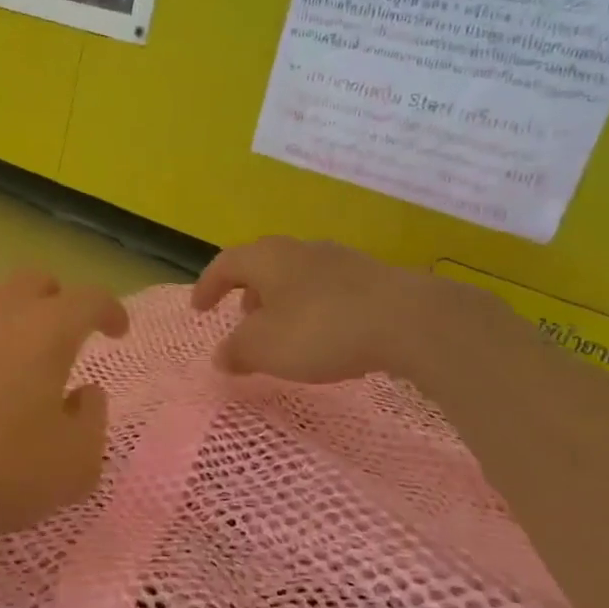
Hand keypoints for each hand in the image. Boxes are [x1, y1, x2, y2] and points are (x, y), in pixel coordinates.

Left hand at [0, 271, 129, 545]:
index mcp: (46, 328)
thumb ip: (93, 422)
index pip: (89, 299)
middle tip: (66, 336)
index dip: (110, 310)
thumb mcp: (73, 465)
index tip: (117, 331)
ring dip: (14, 318)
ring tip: (18, 360)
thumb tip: (85, 394)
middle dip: (58, 300)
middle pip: (35, 281)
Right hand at [191, 237, 510, 385]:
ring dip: (281, 300)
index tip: (200, 309)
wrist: (408, 321)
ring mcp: (340, 260)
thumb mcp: (264, 349)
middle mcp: (300, 250)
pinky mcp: (372, 279)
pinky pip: (327, 289)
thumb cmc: (320, 329)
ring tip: (281, 330)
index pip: (225, 263)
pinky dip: (312, 308)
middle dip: (247, 291)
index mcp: (267, 258)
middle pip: (263, 264)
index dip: (207, 286)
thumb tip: (222, 356)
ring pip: (297, 276)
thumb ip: (236, 352)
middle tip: (241, 318)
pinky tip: (323, 335)